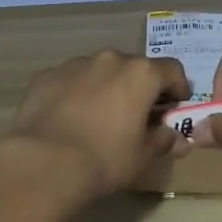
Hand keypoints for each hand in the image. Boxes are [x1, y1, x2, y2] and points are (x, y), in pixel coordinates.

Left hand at [4, 50, 190, 202]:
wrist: (43, 162)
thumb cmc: (104, 159)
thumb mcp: (142, 156)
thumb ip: (163, 140)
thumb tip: (178, 138)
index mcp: (140, 74)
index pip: (172, 69)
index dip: (178, 87)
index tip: (176, 106)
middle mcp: (110, 59)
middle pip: (133, 67)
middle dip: (138, 87)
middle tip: (136, 115)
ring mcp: (75, 64)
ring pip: (99, 71)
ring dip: (105, 87)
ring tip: (98, 118)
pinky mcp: (46, 75)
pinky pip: (70, 80)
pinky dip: (75, 93)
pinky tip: (68, 119)